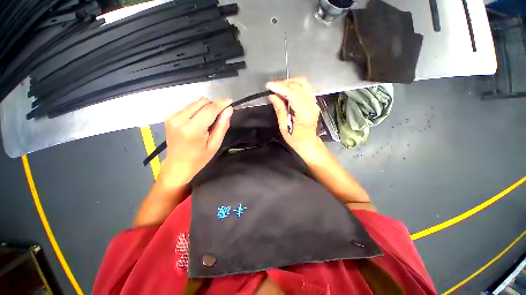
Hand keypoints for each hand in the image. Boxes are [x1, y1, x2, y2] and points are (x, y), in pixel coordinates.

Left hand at [157, 97, 232, 189]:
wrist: (177, 165)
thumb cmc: (199, 158)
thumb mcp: (215, 144)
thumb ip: (222, 125)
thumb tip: (229, 110)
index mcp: (192, 129)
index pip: (210, 109)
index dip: (221, 104)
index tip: (230, 101)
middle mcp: (180, 119)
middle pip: (202, 102)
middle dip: (214, 106)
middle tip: (221, 116)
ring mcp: (173, 117)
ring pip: (196, 103)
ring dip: (206, 108)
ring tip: (210, 121)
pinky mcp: (170, 117)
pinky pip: (189, 107)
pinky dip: (198, 111)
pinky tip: (199, 122)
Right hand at [266, 77, 321, 160]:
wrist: (309, 144)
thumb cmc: (296, 140)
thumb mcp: (284, 128)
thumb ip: (279, 110)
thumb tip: (272, 96)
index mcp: (305, 115)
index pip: (293, 95)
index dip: (280, 88)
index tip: (269, 85)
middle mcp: (312, 106)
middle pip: (299, 86)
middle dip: (283, 84)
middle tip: (272, 87)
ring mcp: (315, 103)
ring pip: (303, 84)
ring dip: (289, 83)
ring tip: (278, 88)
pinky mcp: (314, 102)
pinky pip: (304, 88)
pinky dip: (294, 86)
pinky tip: (286, 91)